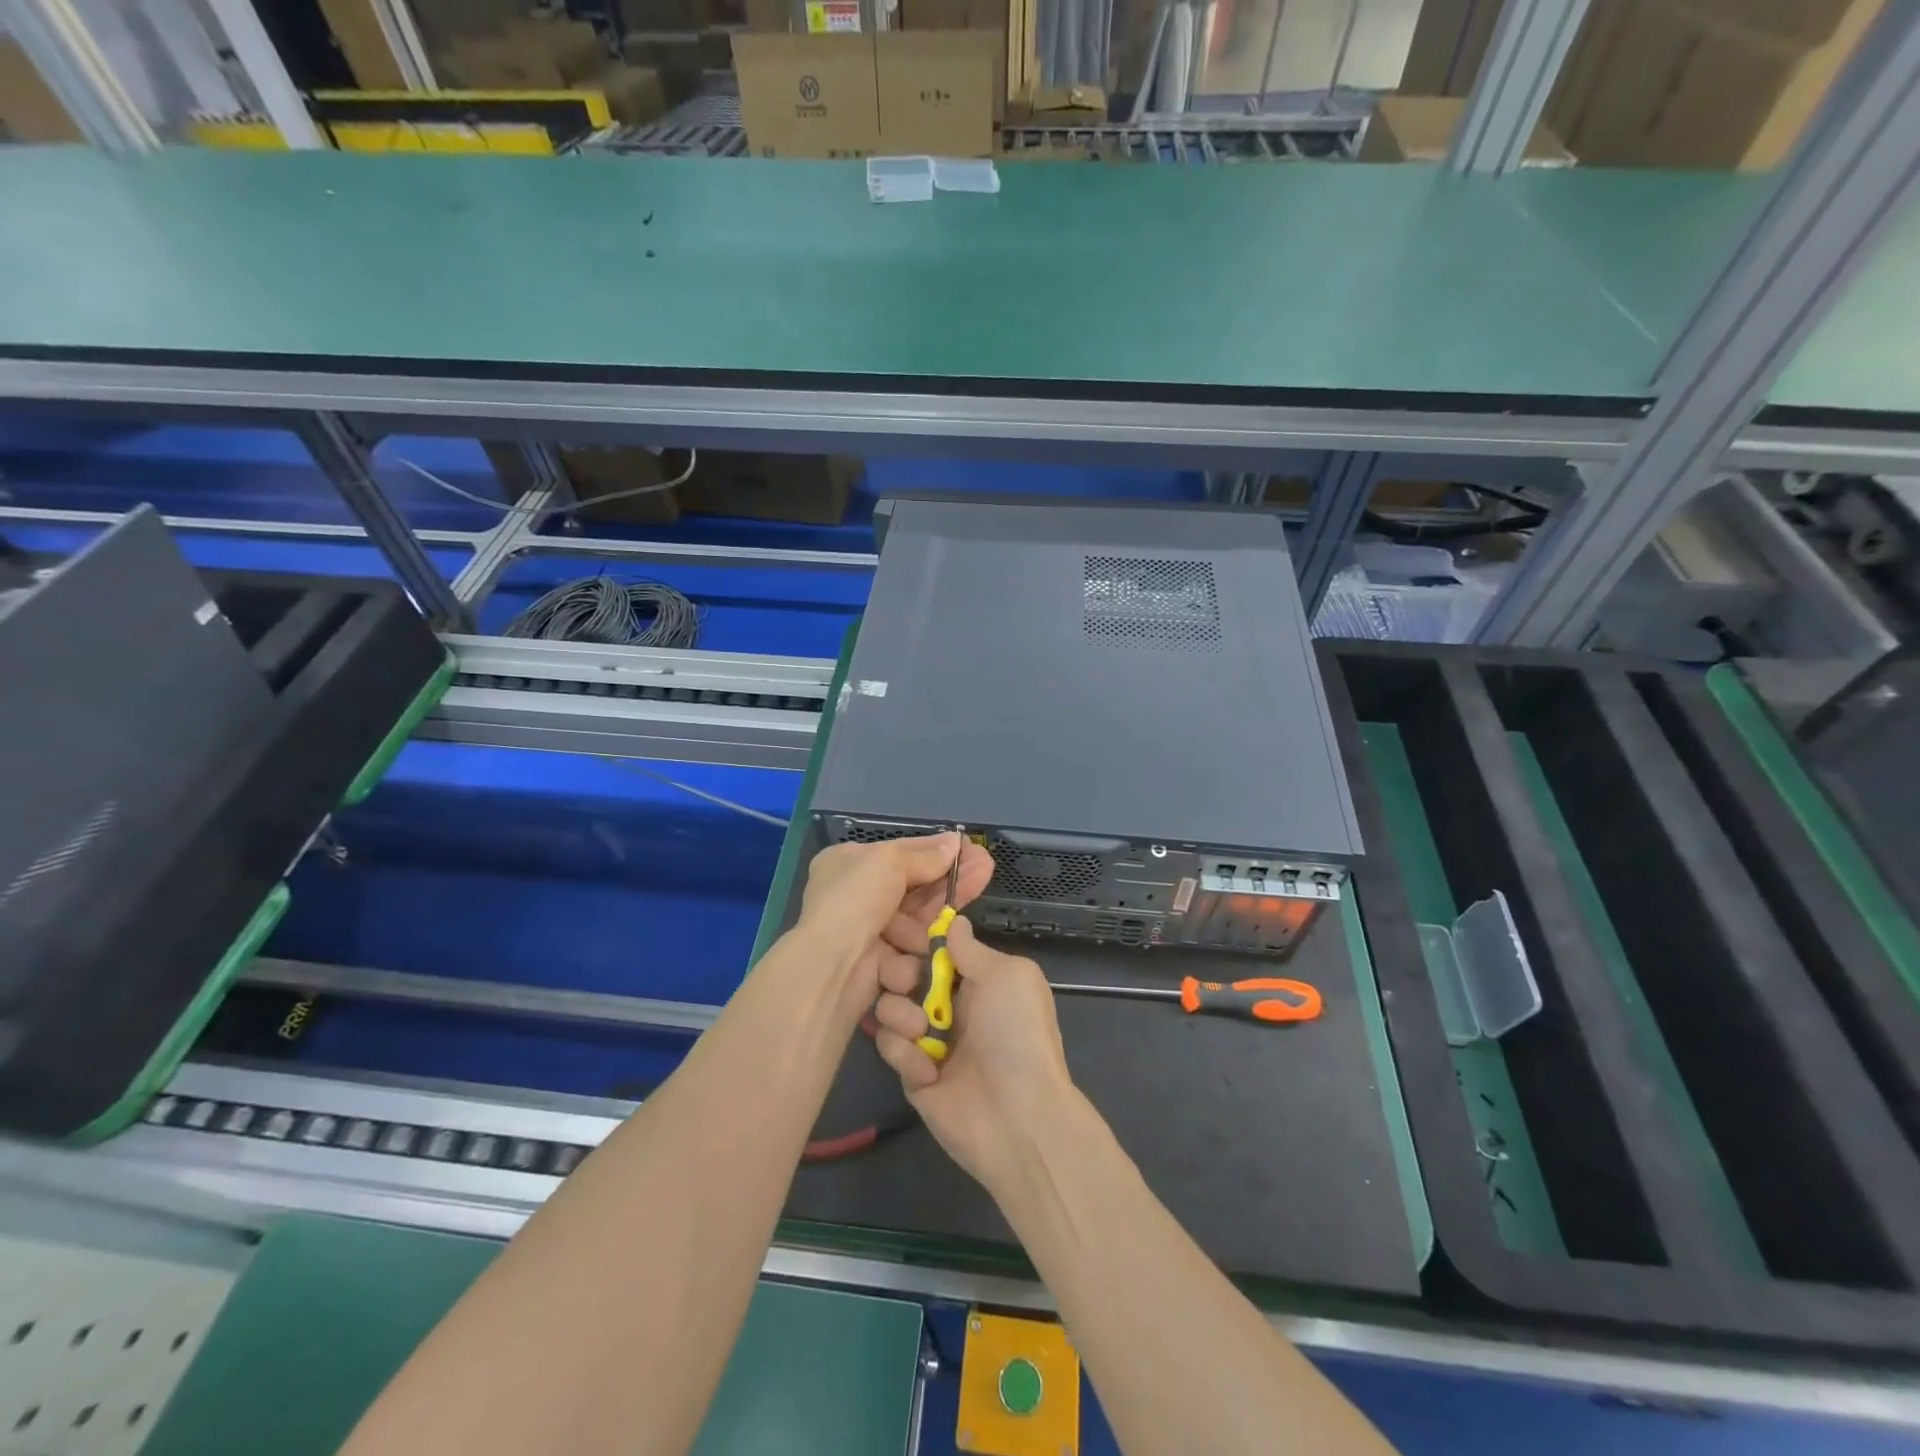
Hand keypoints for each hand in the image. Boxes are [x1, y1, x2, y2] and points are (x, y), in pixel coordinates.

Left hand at [794, 832, 993, 1021]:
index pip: (900, 852)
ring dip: (942, 912)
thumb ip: (926, 856)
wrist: (832, 966)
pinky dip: (926, 946)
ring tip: (971, 898)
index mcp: (847, 863)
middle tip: (986, 866)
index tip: (968, 847)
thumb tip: (954, 842)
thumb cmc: (855, 901)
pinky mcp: (879, 964)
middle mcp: (855, 895)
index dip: (936, 850)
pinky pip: (911, 950)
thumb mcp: (890, 862)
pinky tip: (949, 937)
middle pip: (914, 886)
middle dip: (950, 878)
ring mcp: (867, 932)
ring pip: (917, 919)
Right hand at [873, 916, 1075, 1193]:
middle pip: (903, 973)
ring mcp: (929, 1040)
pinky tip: (928, 1070)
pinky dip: (905, 1053)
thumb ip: (971, 949)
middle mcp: (950, 1004)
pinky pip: (890, 1047)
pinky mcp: (912, 1074)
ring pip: (889, 1008)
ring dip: (899, 1013)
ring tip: (922, 1030)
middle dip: (897, 972)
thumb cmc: (1016, 1033)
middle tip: (908, 983)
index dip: (914, 938)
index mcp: (977, 978)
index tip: (895, 929)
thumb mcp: (1008, 976)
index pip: (934, 948)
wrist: (1017, 1116)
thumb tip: (954, 921)